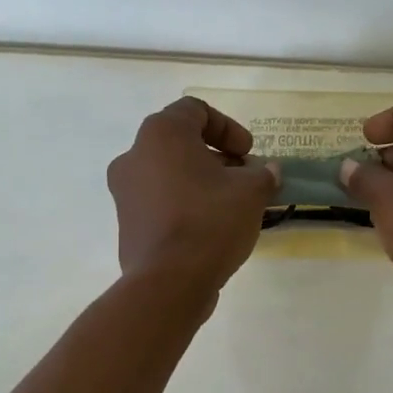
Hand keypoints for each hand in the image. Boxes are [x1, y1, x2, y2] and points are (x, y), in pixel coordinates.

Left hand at [107, 99, 278, 296]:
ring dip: (200, 181)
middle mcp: (134, 155)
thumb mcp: (251, 192)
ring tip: (230, 205)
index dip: (228, 127)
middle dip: (216, 157)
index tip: (248, 153)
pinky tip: (209, 228)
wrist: (169, 282)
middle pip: (180, 143)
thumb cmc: (210, 221)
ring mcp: (125, 191)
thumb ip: (262, 174)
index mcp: (161, 134)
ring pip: (168, 173)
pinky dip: (183, 204)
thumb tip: (267, 171)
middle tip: (243, 178)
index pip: (195, 110)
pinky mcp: (126, 223)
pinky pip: (159, 201)